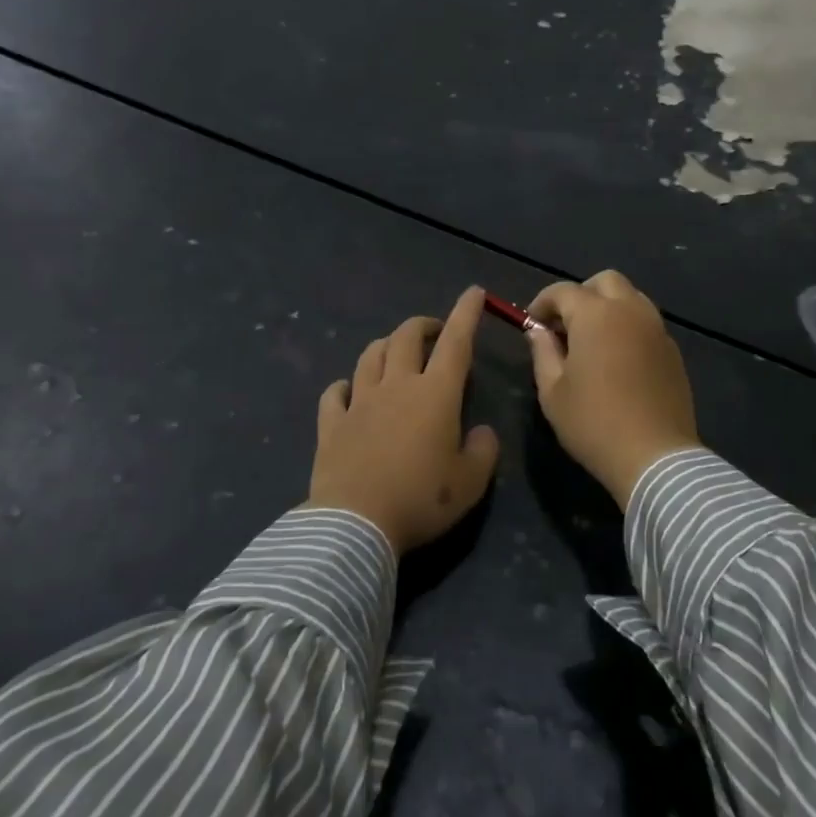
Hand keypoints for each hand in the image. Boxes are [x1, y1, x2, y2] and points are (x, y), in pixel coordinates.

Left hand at [306, 287, 500, 554]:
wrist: (355, 524)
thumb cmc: (421, 499)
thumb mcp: (471, 483)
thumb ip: (484, 450)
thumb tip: (481, 432)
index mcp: (435, 394)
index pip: (456, 342)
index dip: (466, 314)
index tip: (473, 292)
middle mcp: (396, 386)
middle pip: (406, 337)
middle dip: (423, 325)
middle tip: (434, 332)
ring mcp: (359, 402)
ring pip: (370, 356)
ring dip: (386, 346)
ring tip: (396, 353)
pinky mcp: (331, 424)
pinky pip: (335, 392)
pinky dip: (345, 385)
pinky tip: (349, 390)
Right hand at [525, 270, 699, 508]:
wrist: (654, 456)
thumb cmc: (593, 424)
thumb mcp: (552, 392)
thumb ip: (543, 352)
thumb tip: (538, 331)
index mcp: (596, 315)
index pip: (563, 291)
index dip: (542, 302)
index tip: (532, 323)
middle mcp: (630, 311)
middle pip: (605, 281)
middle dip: (581, 294)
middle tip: (565, 325)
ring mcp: (656, 329)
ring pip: (631, 297)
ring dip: (608, 307)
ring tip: (592, 340)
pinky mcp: (672, 351)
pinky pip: (647, 323)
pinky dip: (628, 326)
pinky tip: (618, 358)